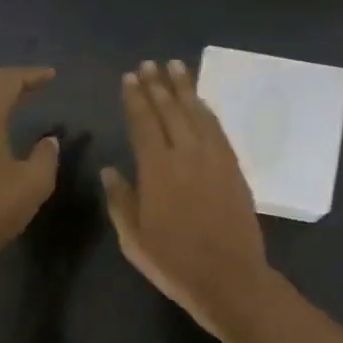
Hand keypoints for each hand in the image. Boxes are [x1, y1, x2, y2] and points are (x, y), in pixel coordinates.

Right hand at [102, 59, 271, 341]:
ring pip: (197, 113)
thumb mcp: (134, 238)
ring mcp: (214, 158)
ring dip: (184, 88)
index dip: (135, 98)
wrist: (230, 278)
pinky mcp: (233, 167)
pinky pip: (218, 129)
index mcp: (157, 170)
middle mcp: (186, 154)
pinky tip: (200, 101)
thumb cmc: (174, 263)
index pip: (143, 122)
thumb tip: (110, 169)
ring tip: (175, 67)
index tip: (129, 78)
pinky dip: (207, 110)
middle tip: (150, 64)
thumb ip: (120, 200)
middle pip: (170, 110)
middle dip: (158, 85)